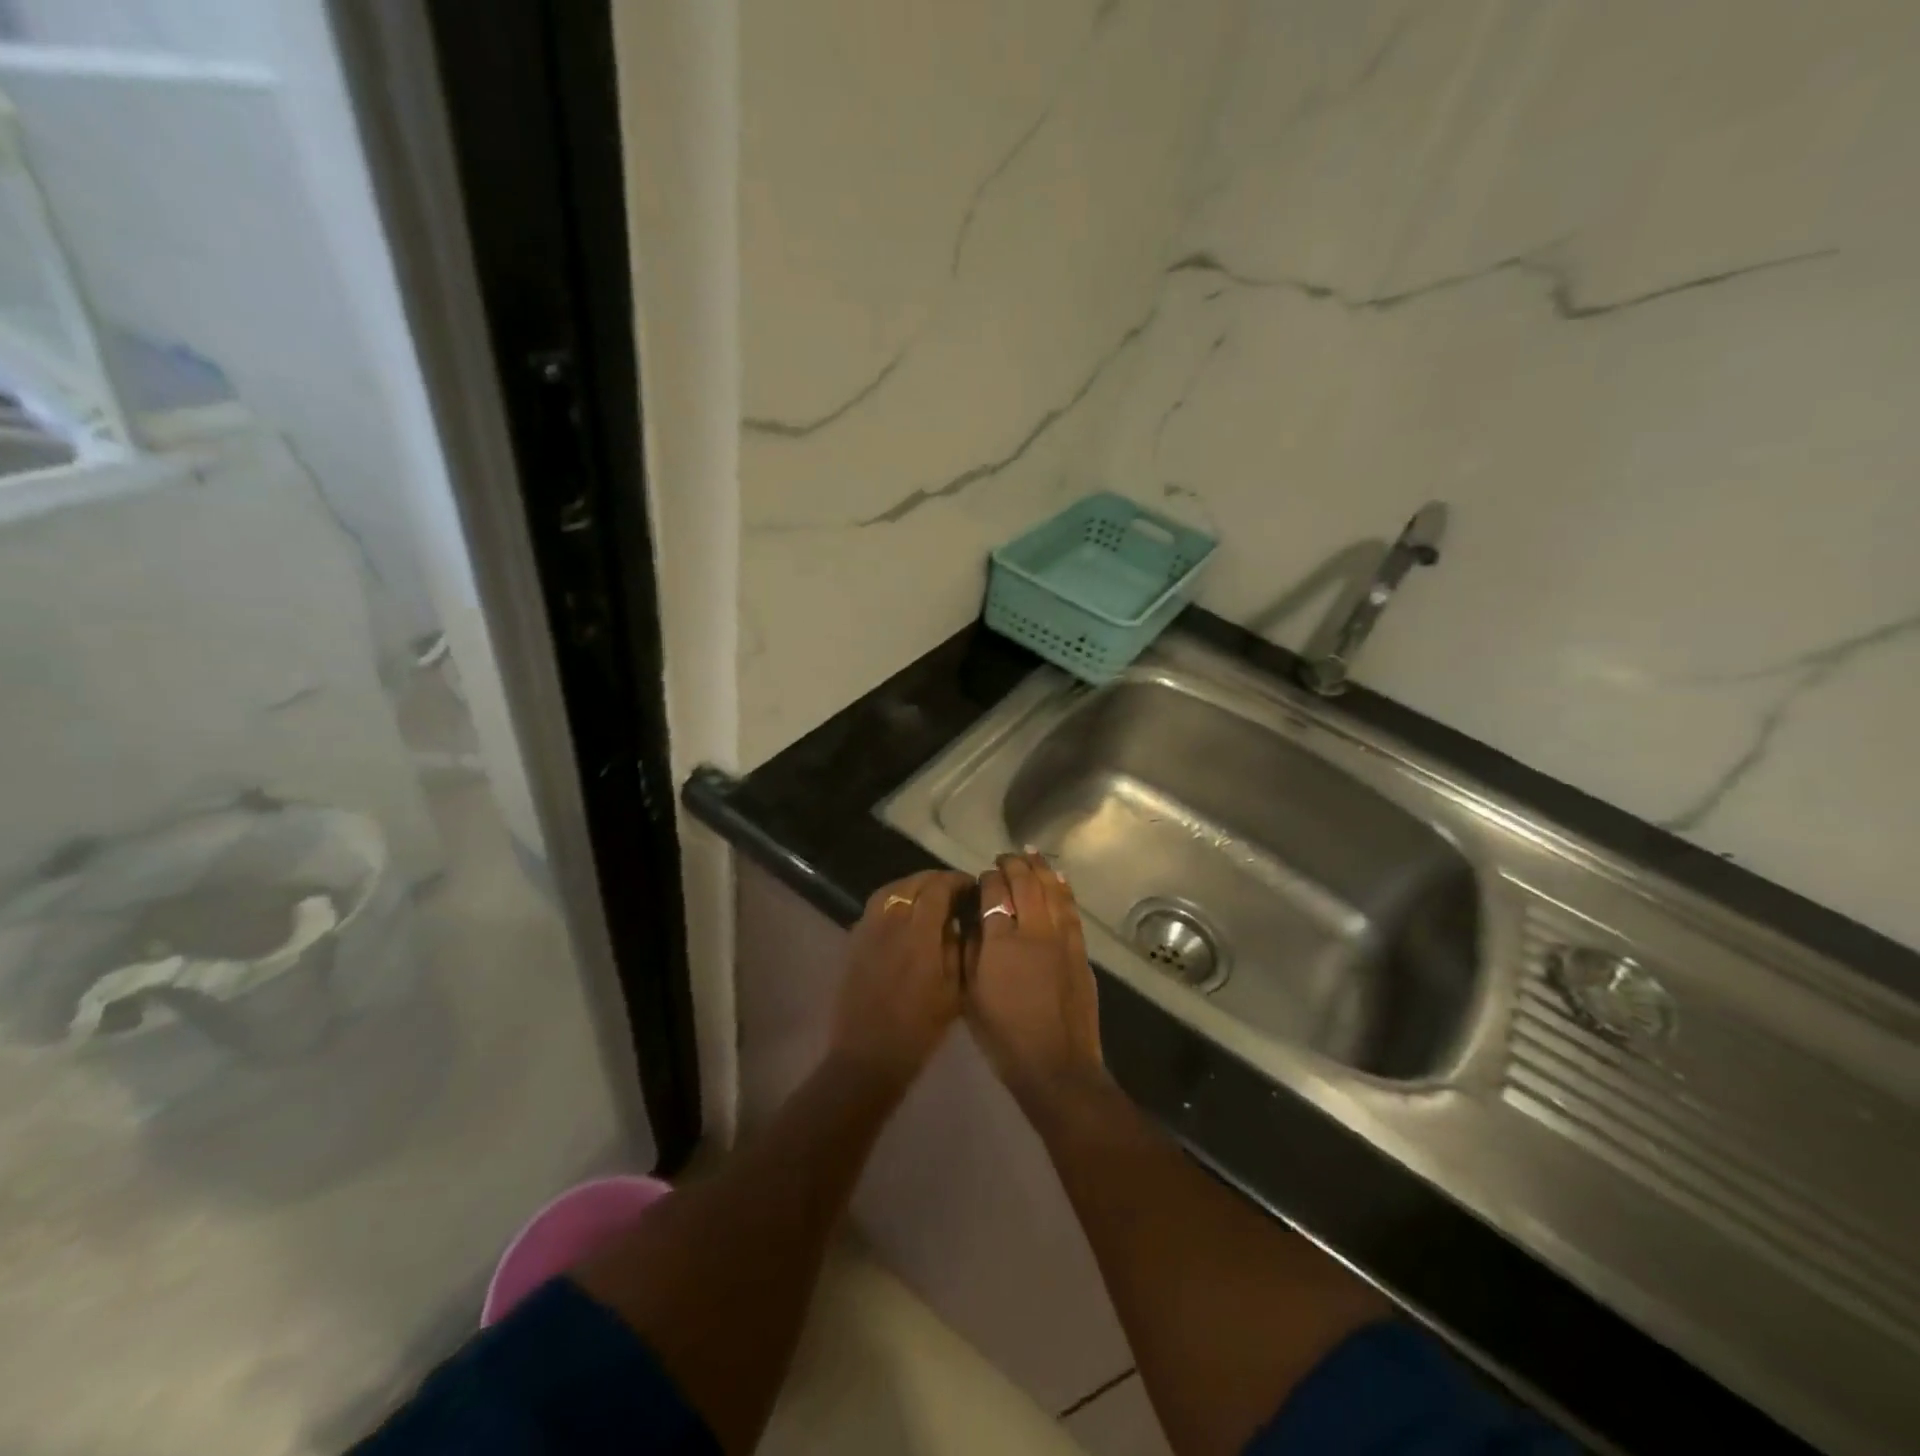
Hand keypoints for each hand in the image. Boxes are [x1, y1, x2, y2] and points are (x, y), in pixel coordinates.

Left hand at [830, 870, 971, 1087]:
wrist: (868, 1055)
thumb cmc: (919, 1028)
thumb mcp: (954, 990)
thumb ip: (958, 947)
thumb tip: (959, 920)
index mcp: (918, 934)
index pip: (937, 888)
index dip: (956, 881)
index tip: (971, 886)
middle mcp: (890, 923)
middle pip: (912, 883)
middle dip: (936, 880)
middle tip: (954, 891)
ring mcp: (868, 929)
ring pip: (891, 889)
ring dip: (912, 886)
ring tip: (929, 897)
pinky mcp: (854, 940)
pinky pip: (876, 906)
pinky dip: (894, 900)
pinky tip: (905, 916)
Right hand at [966, 853, 1104, 1108]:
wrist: (1056, 1065)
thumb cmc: (1004, 1036)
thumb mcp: (971, 995)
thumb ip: (970, 952)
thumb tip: (971, 921)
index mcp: (1001, 941)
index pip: (994, 892)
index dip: (987, 878)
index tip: (983, 876)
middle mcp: (1033, 930)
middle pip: (1025, 883)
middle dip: (1013, 864)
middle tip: (1004, 857)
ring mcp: (1061, 938)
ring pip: (1052, 889)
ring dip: (1040, 868)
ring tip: (1030, 854)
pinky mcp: (1080, 950)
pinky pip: (1071, 909)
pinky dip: (1063, 889)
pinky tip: (1058, 879)